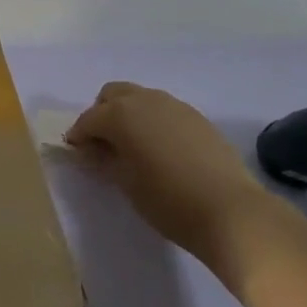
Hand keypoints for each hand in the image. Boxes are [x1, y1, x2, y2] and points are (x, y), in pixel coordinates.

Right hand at [65, 81, 269, 260]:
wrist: (231, 212)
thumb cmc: (168, 200)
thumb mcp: (125, 183)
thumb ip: (103, 160)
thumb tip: (92, 149)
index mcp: (121, 114)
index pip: (89, 119)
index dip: (78, 135)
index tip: (75, 151)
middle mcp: (145, 100)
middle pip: (112, 95)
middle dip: (101, 114)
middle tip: (102, 143)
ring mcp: (175, 106)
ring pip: (140, 98)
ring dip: (128, 114)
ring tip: (132, 146)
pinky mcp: (197, 118)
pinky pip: (164, 110)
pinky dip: (153, 121)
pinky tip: (160, 149)